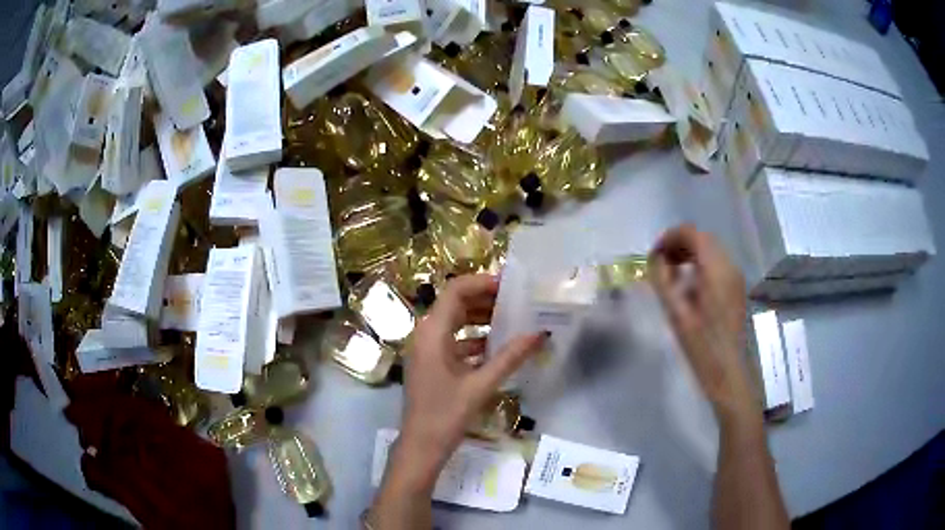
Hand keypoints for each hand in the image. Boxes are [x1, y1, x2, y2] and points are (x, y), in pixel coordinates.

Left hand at [396, 274, 545, 486]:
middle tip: (518, 302)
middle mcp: (426, 334)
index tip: (511, 287)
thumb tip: (540, 333)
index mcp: (432, 332)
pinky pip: (454, 341)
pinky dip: (475, 339)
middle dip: (486, 300)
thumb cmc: (446, 415)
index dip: (483, 283)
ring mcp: (427, 349)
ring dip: (481, 319)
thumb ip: (511, 357)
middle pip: (456, 303)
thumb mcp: (481, 385)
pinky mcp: (431, 363)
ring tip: (513, 320)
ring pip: (455, 322)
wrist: (421, 447)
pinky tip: (498, 347)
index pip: (456, 290)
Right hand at [648, 225, 755, 419]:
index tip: (653, 255)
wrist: (729, 372)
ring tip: (670, 272)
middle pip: (703, 238)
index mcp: (716, 270)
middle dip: (679, 243)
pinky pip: (717, 263)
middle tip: (659, 263)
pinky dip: (700, 263)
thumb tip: (655, 260)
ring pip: (711, 249)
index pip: (692, 234)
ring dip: (689, 252)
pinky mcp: (736, 287)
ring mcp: (735, 276)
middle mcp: (729, 266)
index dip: (670, 238)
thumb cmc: (702, 347)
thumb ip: (663, 281)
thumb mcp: (677, 314)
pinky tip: (688, 283)